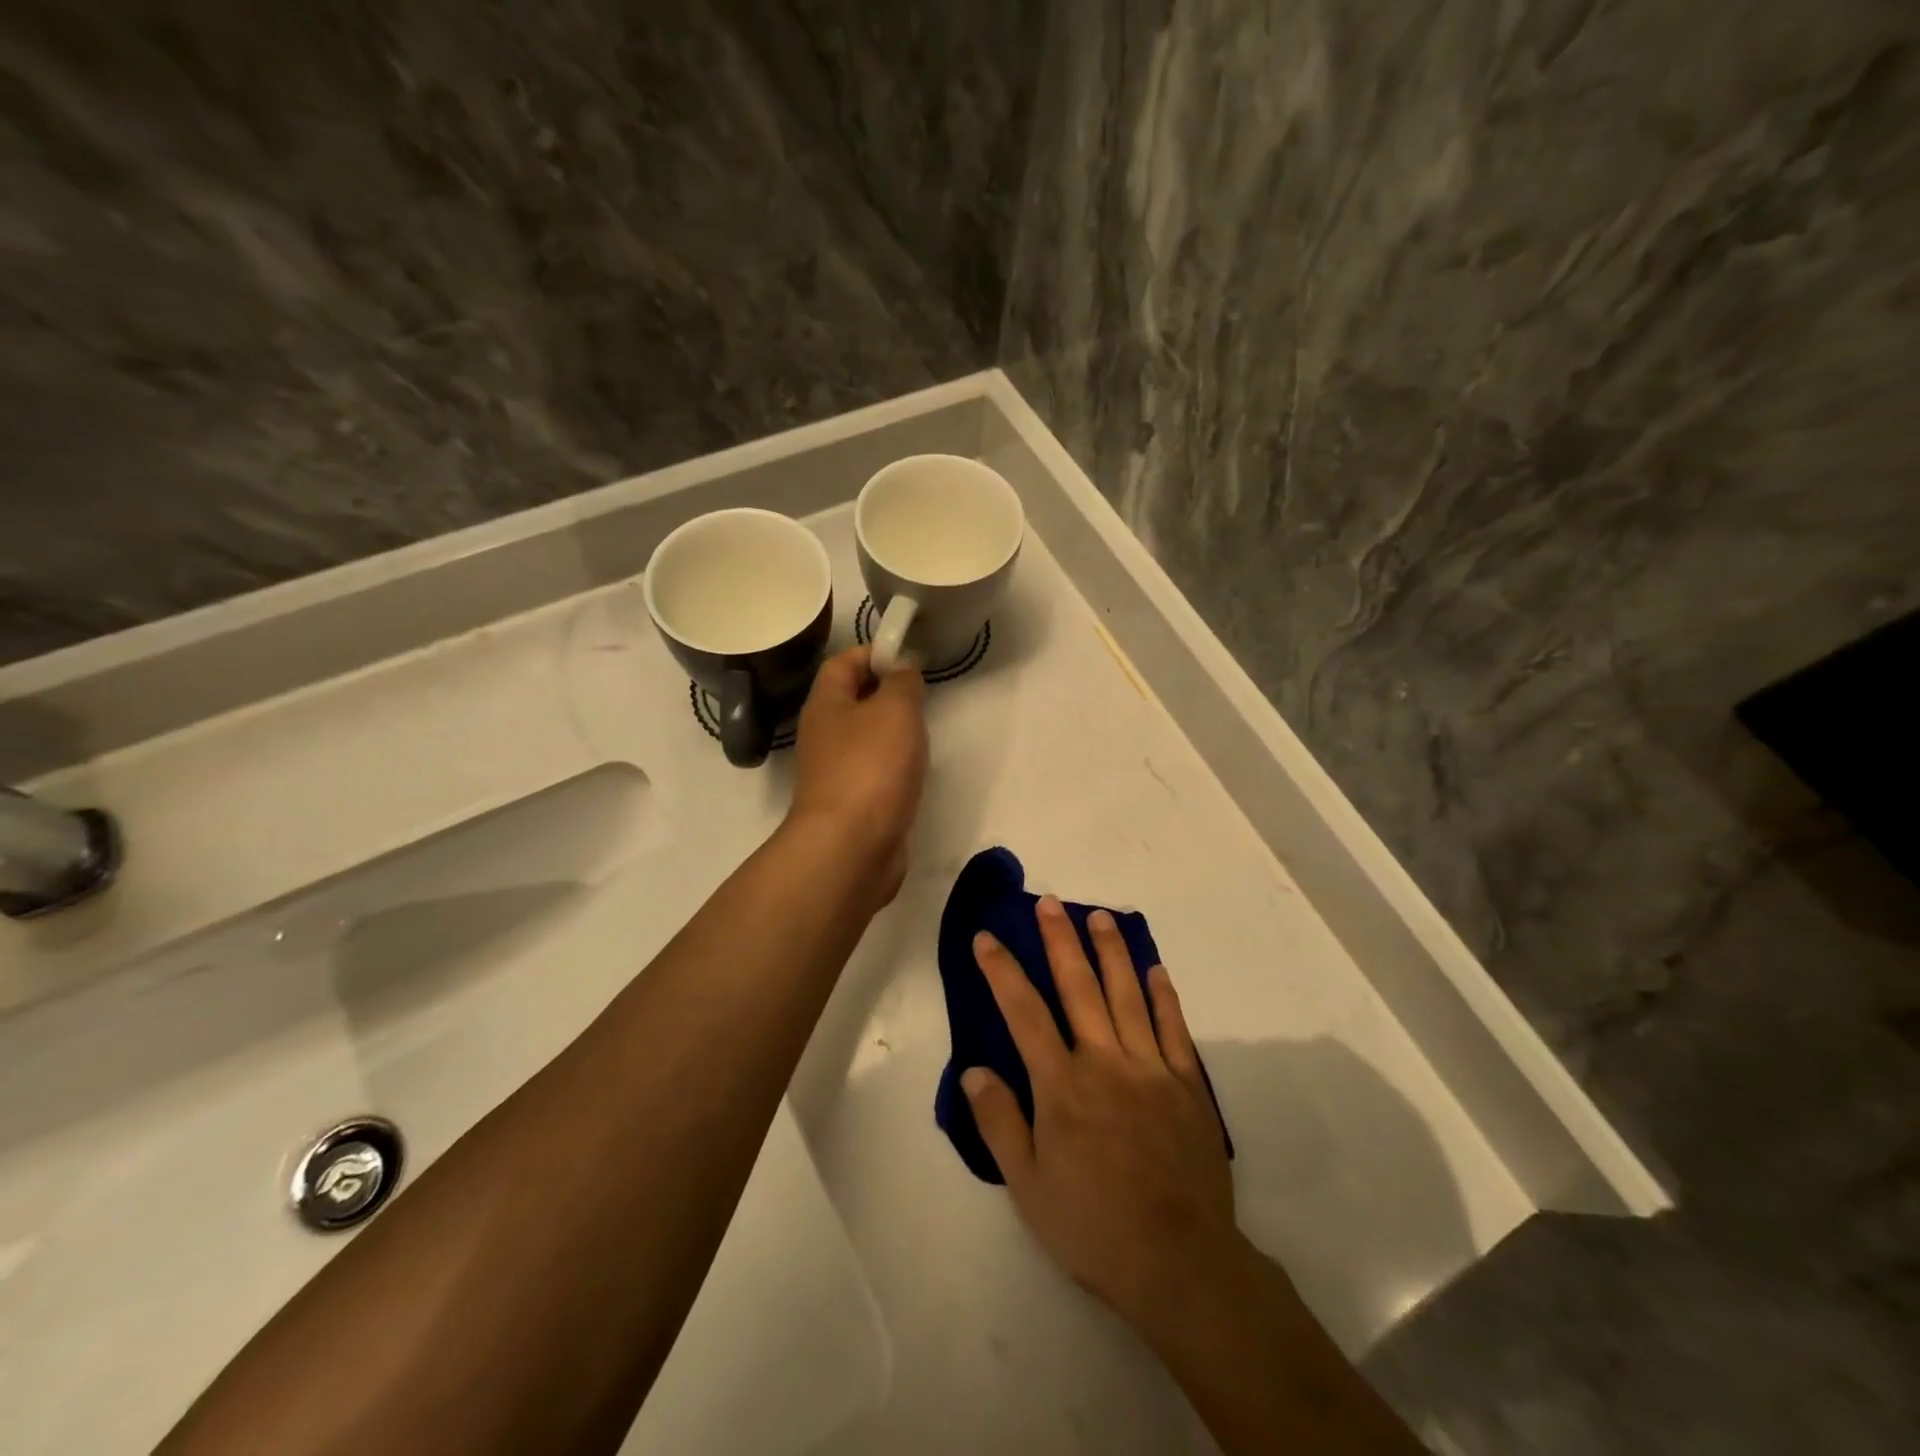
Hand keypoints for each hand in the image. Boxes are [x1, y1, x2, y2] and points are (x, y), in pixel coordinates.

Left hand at [788, 646, 927, 892]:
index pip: (843, 662)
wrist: (851, 847)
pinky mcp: (851, 803)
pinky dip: (893, 766)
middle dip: (886, 692)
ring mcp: (835, 771)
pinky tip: (915, 772)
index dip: (874, 652)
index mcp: (826, 704)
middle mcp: (823, 734)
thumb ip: (902, 682)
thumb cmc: (871, 767)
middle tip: (923, 695)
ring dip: (891, 732)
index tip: (910, 656)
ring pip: (864, 737)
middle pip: (852, 700)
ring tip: (923, 732)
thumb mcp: (895, 710)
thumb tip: (902, 667)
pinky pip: (873, 771)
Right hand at [962, 898, 1248, 1339]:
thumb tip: (973, 1069)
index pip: (1024, 1013)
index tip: (987, 937)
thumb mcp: (1028, 1186)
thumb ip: (999, 1122)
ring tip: (1099, 916)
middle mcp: (1105, 1062)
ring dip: (1111, 952)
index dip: (1002, 971)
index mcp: (1062, 1085)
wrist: (1180, 1262)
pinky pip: (1173, 1028)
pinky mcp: (1187, 1084)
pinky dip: (1162, 995)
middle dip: (1060, 940)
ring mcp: (1151, 1068)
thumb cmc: (1093, 1226)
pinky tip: (1155, 969)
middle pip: (1079, 987)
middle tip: (1050, 901)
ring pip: (1127, 995)